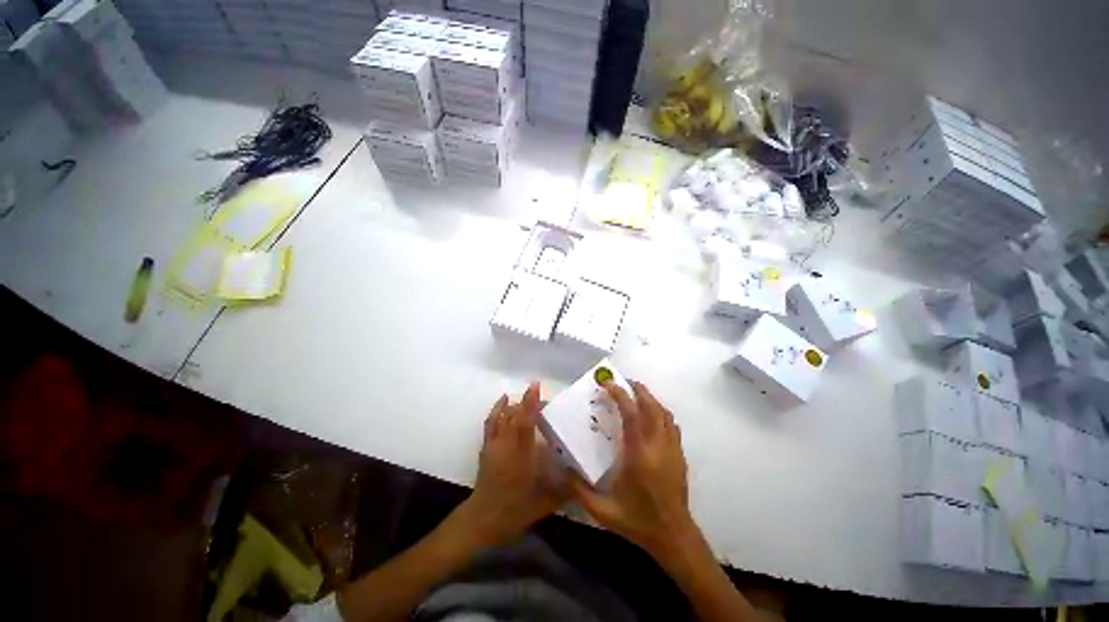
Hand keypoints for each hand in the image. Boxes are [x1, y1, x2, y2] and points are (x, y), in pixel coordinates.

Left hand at [459, 383, 567, 547]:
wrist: (483, 520)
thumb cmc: (515, 511)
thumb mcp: (546, 502)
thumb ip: (568, 489)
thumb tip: (589, 480)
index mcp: (520, 456)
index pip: (525, 423)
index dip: (530, 403)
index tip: (535, 386)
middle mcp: (505, 445)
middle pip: (514, 415)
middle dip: (528, 402)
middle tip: (544, 399)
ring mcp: (493, 444)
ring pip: (502, 416)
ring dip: (515, 404)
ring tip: (527, 398)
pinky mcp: (486, 446)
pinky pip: (491, 421)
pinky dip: (498, 409)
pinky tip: (504, 400)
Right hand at [570, 381, 694, 559]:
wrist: (673, 536)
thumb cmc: (637, 521)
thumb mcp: (602, 510)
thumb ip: (578, 489)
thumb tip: (563, 468)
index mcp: (638, 454)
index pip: (631, 414)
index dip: (620, 395)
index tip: (608, 384)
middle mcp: (658, 445)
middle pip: (652, 407)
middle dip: (638, 390)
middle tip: (624, 382)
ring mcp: (672, 449)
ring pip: (664, 413)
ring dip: (650, 399)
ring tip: (636, 394)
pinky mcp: (679, 455)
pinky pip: (671, 424)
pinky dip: (661, 412)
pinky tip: (651, 416)